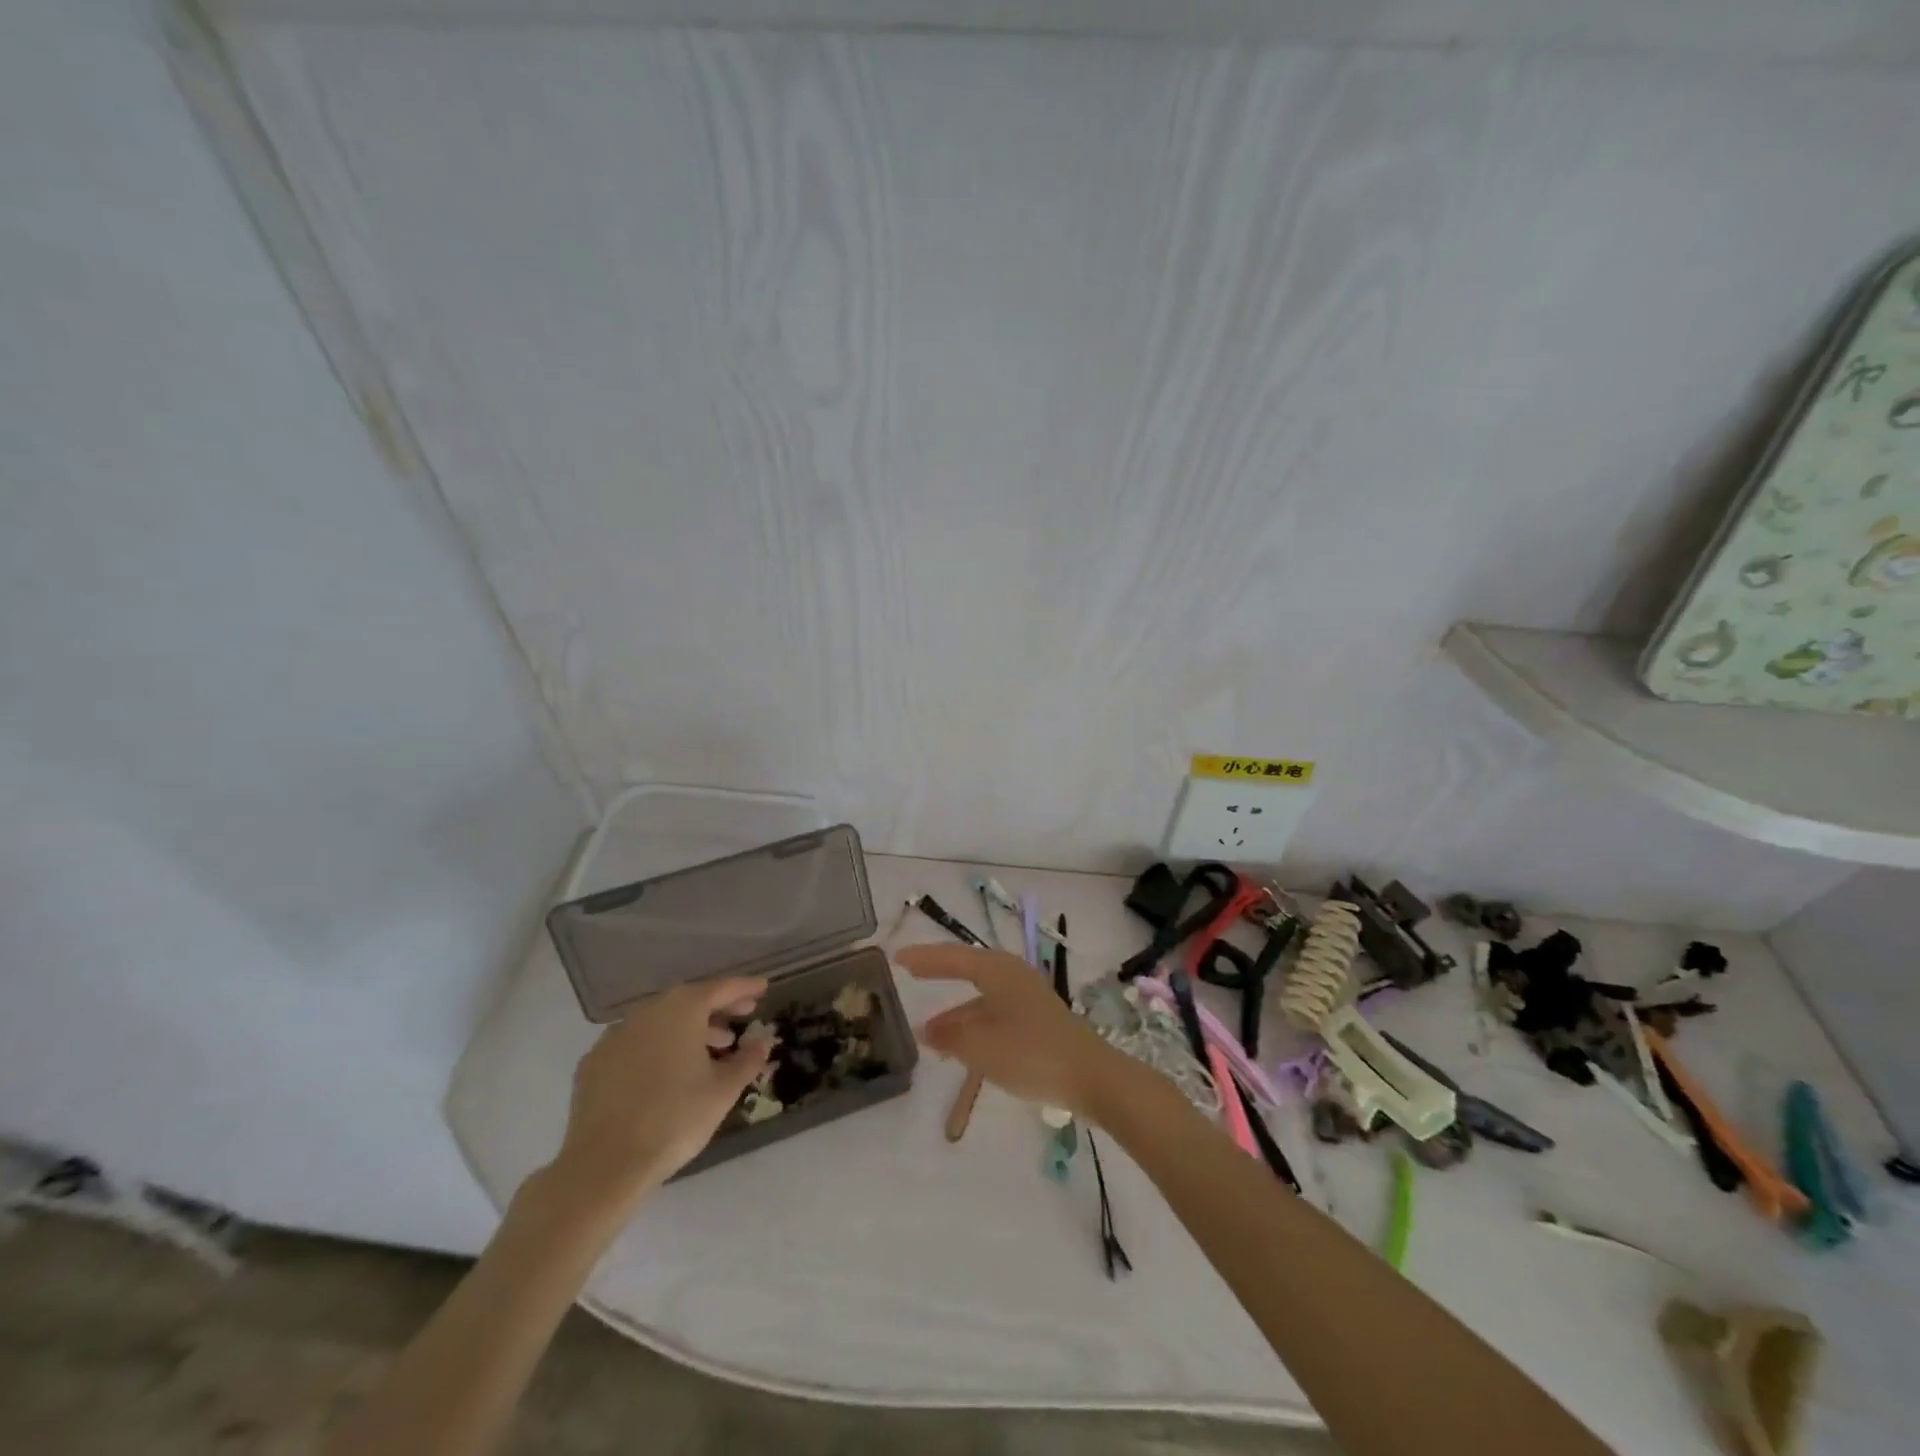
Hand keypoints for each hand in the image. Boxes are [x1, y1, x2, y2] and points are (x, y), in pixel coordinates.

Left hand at [546, 976, 771, 1210]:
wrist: (605, 1165)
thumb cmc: (675, 1119)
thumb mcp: (724, 1090)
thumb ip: (748, 1059)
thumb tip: (762, 1041)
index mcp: (682, 1010)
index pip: (721, 988)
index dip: (745, 988)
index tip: (763, 988)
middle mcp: (647, 1012)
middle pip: (689, 1001)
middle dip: (718, 1007)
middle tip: (743, 1014)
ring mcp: (615, 1035)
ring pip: (661, 1021)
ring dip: (689, 1029)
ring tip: (713, 1048)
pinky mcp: (594, 1063)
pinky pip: (635, 1043)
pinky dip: (657, 1046)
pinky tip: (667, 1070)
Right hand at [897, 945, 1133, 1120]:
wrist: (1090, 1076)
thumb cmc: (1030, 1053)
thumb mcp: (981, 1046)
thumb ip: (950, 1036)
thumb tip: (928, 1030)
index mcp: (997, 970)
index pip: (952, 957)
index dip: (924, 958)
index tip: (898, 957)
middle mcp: (1012, 974)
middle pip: (968, 969)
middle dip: (940, 975)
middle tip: (911, 975)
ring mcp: (1027, 996)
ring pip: (982, 995)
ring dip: (956, 1011)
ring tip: (929, 1033)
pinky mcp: (1037, 1018)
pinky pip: (995, 1011)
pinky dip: (974, 1023)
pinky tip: (963, 1047)